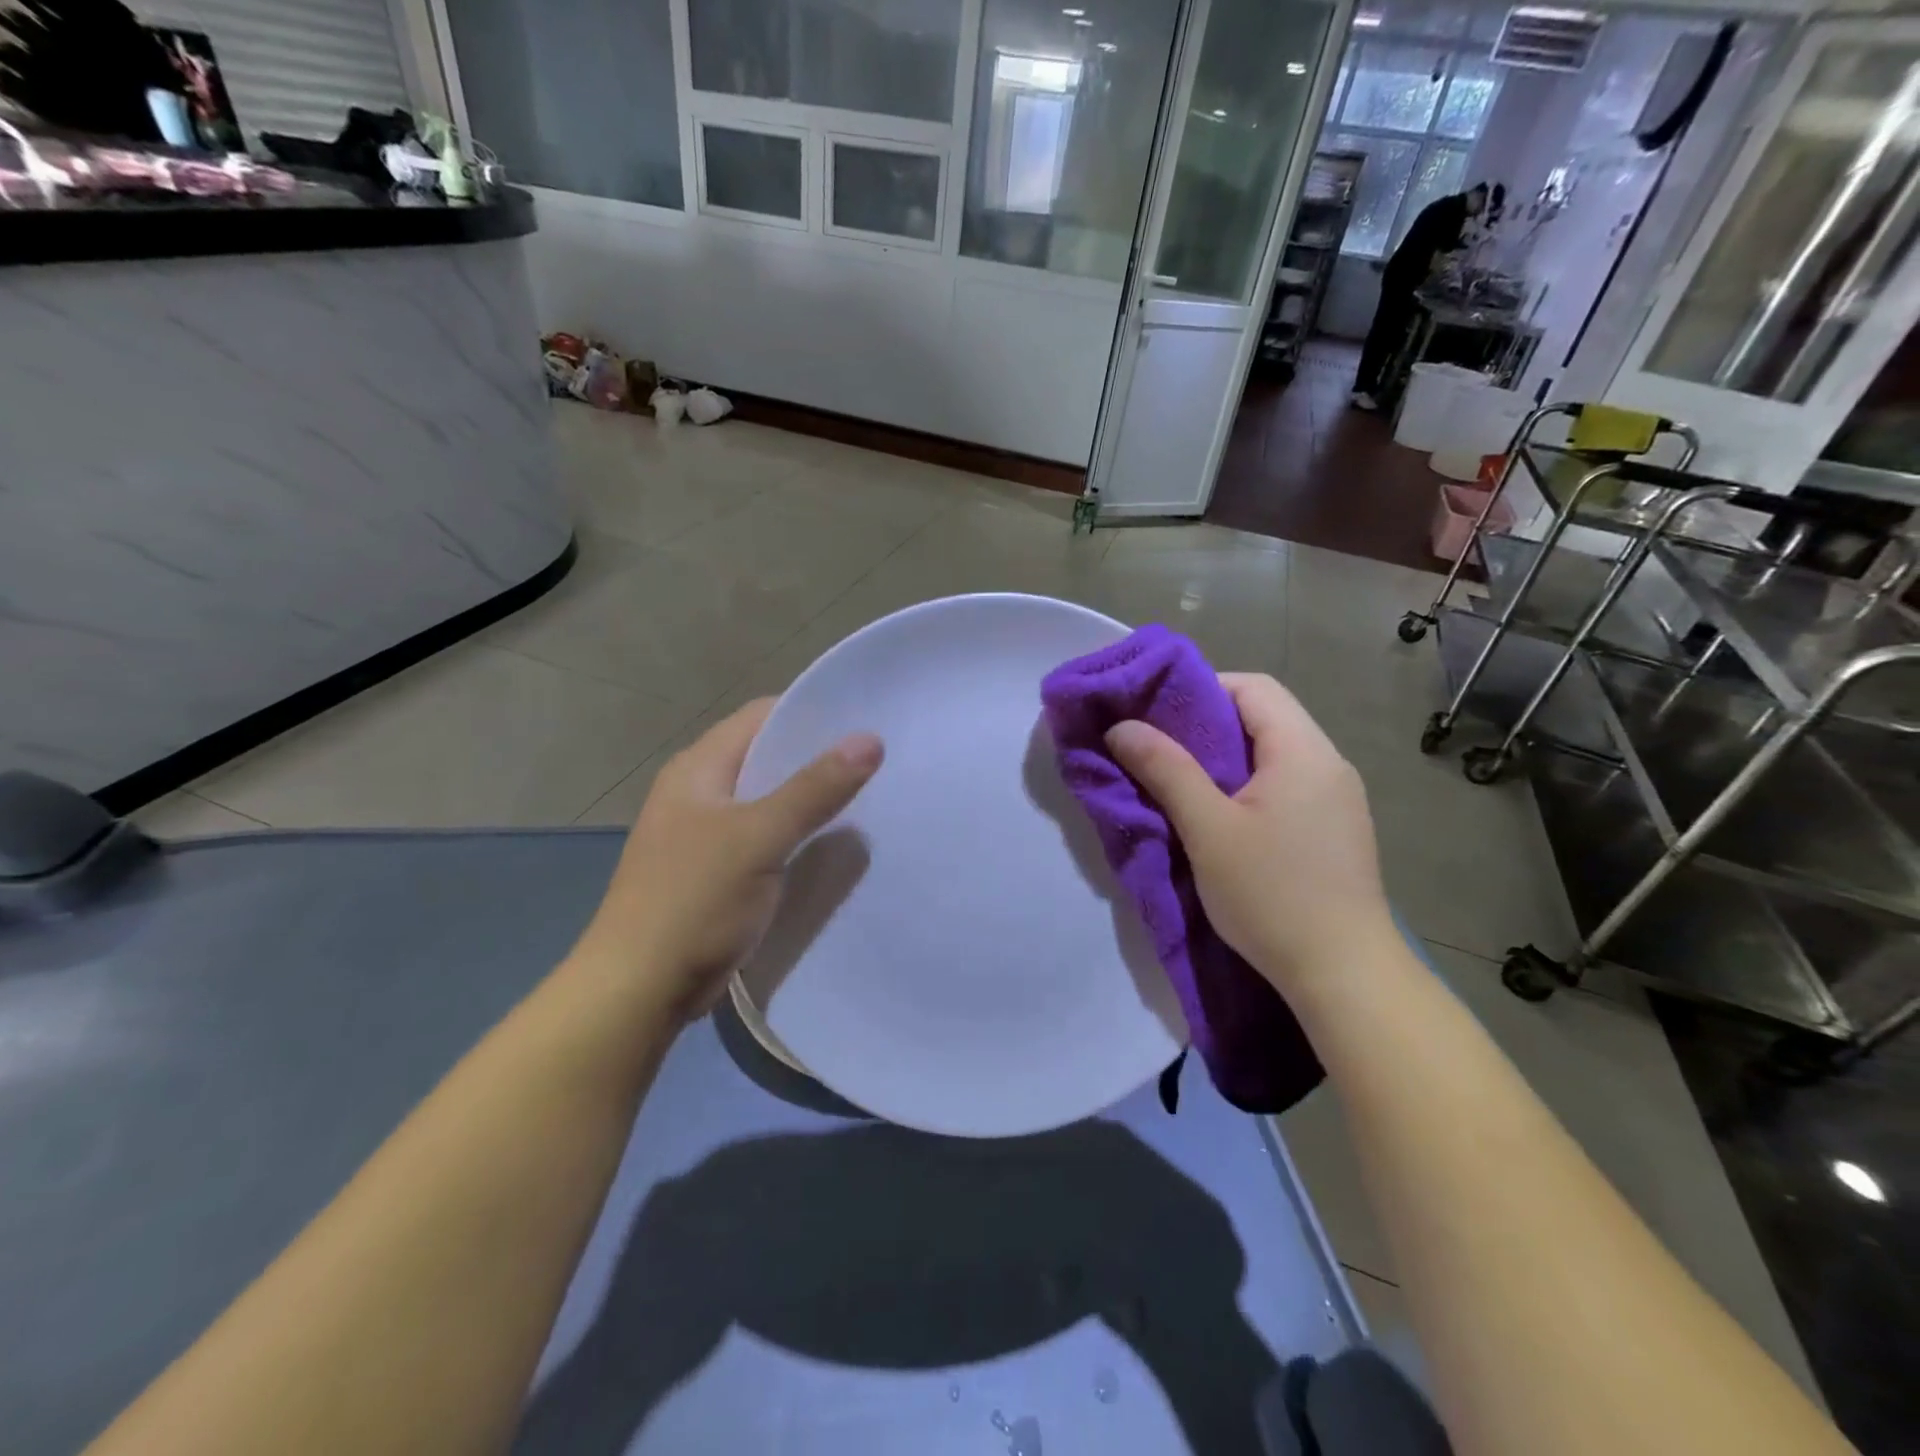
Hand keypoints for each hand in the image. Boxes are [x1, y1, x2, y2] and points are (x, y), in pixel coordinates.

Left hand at [571, 699, 883, 1024]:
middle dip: (818, 757)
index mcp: (699, 767)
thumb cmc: (694, 900)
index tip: (865, 720)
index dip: (812, 712)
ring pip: (768, 800)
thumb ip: (815, 788)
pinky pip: (765, 837)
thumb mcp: (760, 837)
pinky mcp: (715, 870)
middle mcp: (699, 790)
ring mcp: (705, 832)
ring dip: (810, 799)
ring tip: (868, 798)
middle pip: (767, 756)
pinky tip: (832, 845)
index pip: (762, 715)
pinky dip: (796, 835)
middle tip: (877, 761)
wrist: (639, 988)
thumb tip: (870, 739)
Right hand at [1105, 674, 1393, 996]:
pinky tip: (1222, 818)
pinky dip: (1248, 786)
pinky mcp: (1335, 830)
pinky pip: (1286, 786)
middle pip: (1264, 717)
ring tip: (1182, 783)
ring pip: (1273, 754)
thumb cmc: (1272, 894)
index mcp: (1304, 751)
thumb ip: (1165, 770)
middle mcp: (1329, 764)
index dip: (1201, 689)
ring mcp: (1338, 800)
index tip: (1157, 715)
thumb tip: (1121, 727)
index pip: (1253, 687)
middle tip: (1159, 749)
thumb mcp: (1208, 829)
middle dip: (1207, 726)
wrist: (1344, 975)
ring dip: (1226, 759)